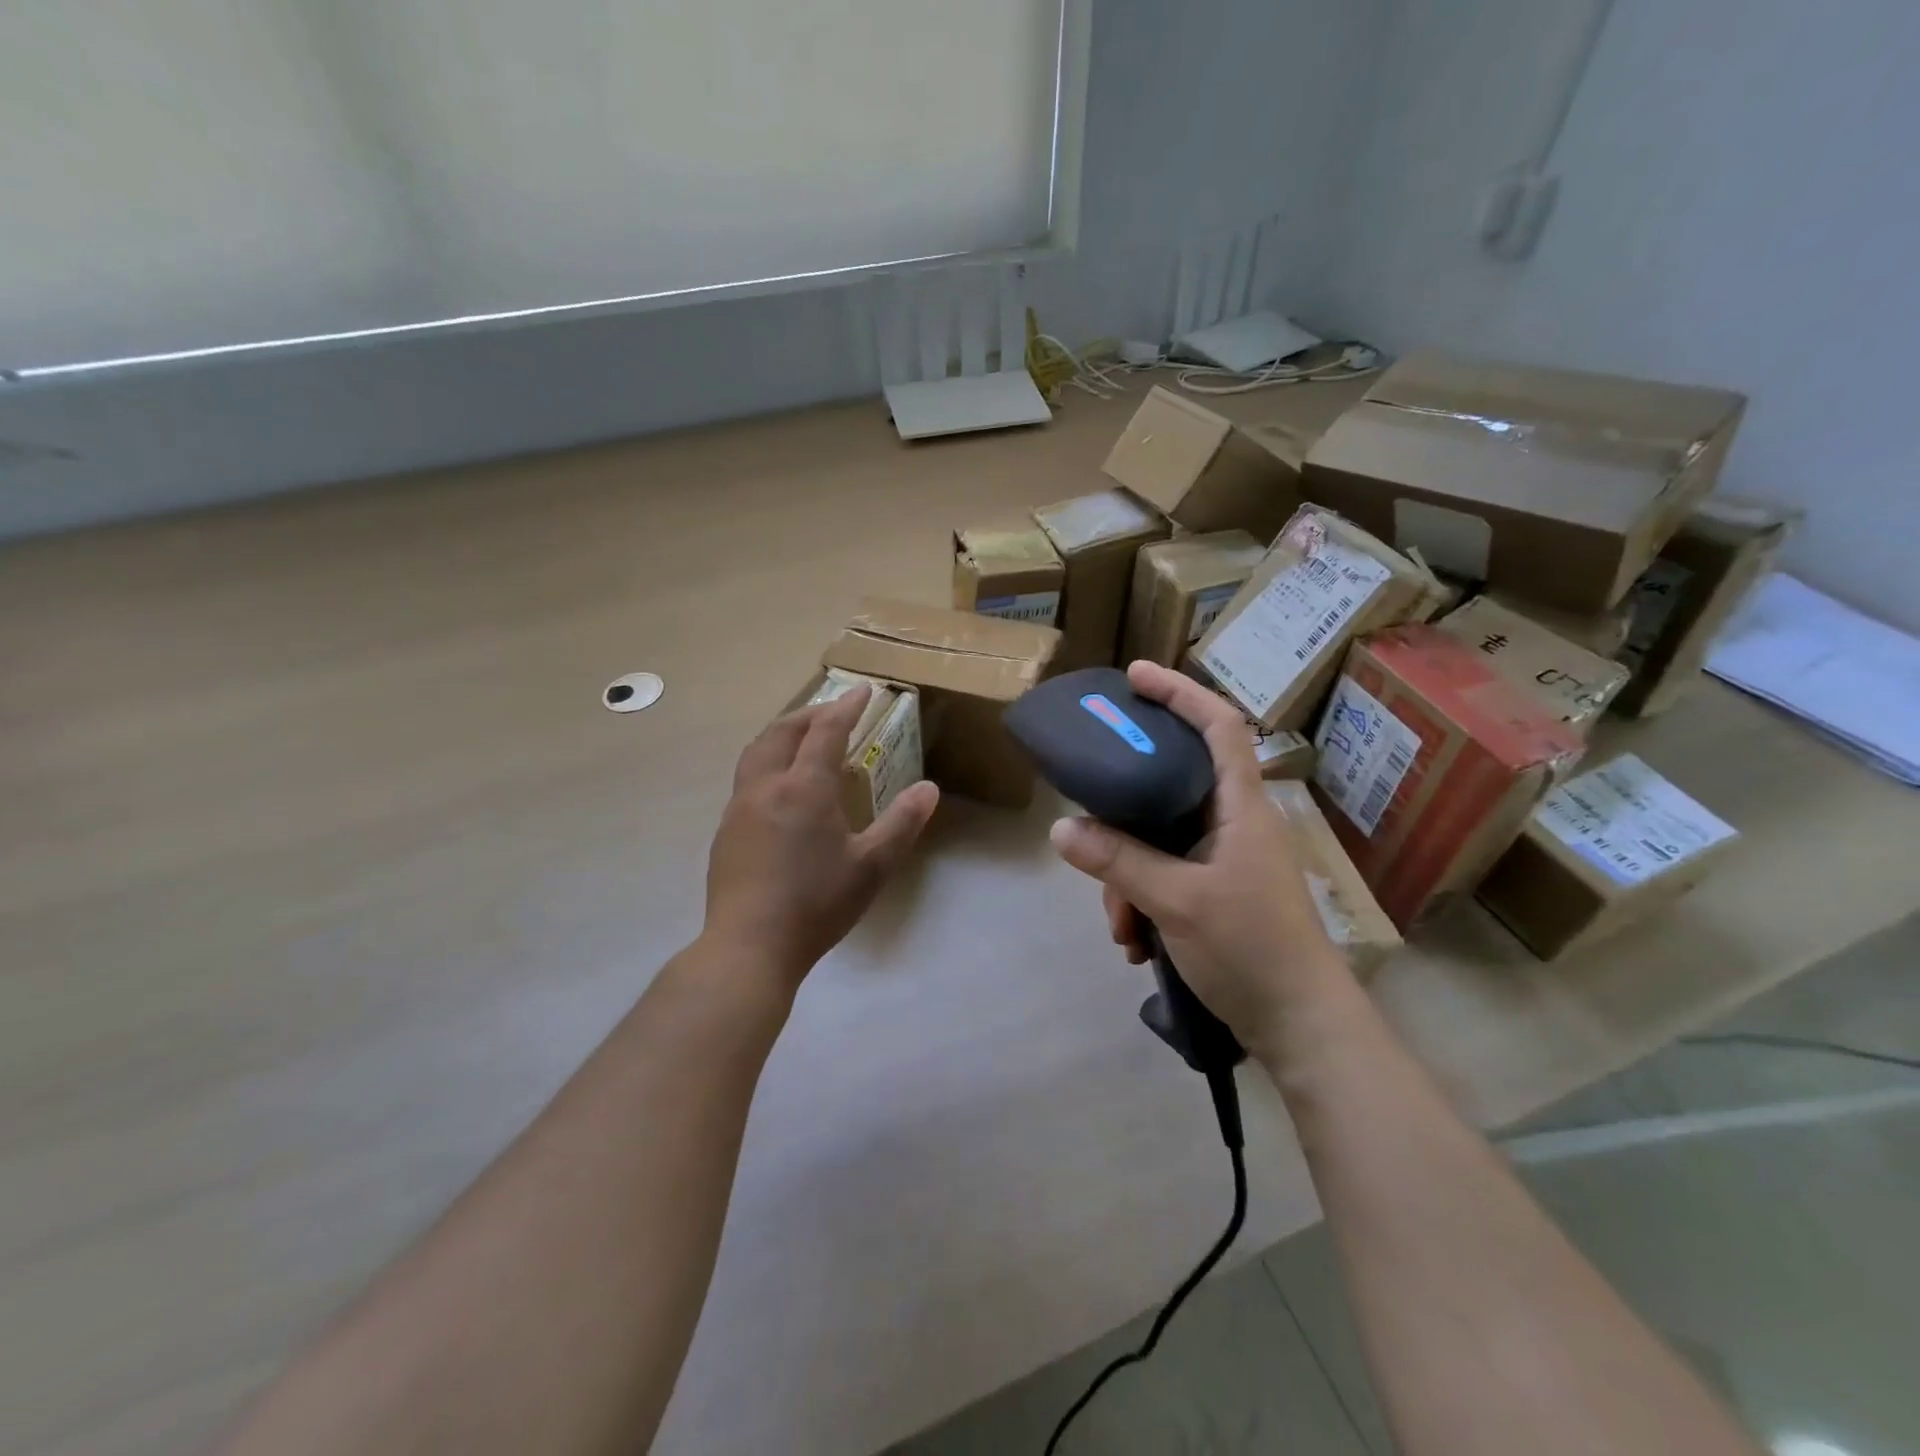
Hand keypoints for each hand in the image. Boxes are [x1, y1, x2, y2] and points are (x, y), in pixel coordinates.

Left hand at [704, 685, 939, 987]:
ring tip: (802, 740)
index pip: (826, 731)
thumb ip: (902, 824)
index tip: (863, 690)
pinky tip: (780, 789)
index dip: (846, 706)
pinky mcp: (725, 831)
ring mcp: (739, 808)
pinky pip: (746, 778)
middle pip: (782, 732)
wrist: (749, 946)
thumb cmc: (816, 904)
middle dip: (809, 713)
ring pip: (757, 752)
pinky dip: (768, 762)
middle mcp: (766, 787)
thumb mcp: (871, 867)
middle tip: (833, 711)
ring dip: (782, 735)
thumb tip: (929, 789)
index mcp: (804, 789)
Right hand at [1048, 661, 1350, 1053]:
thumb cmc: (1252, 949)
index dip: (1180, 692)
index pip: (1218, 726)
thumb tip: (1060, 829)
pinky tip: (1135, 944)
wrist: (1302, 1028)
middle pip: (1170, 786)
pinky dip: (1142, 902)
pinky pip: (1164, 876)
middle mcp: (1234, 823)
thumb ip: (1118, 861)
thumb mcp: (1177, 901)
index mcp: (1240, 807)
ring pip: (1158, 841)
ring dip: (1127, 877)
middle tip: (1089, 817)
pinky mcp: (1217, 893)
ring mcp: (1225, 860)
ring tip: (1120, 927)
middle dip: (1124, 814)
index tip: (1135, 676)